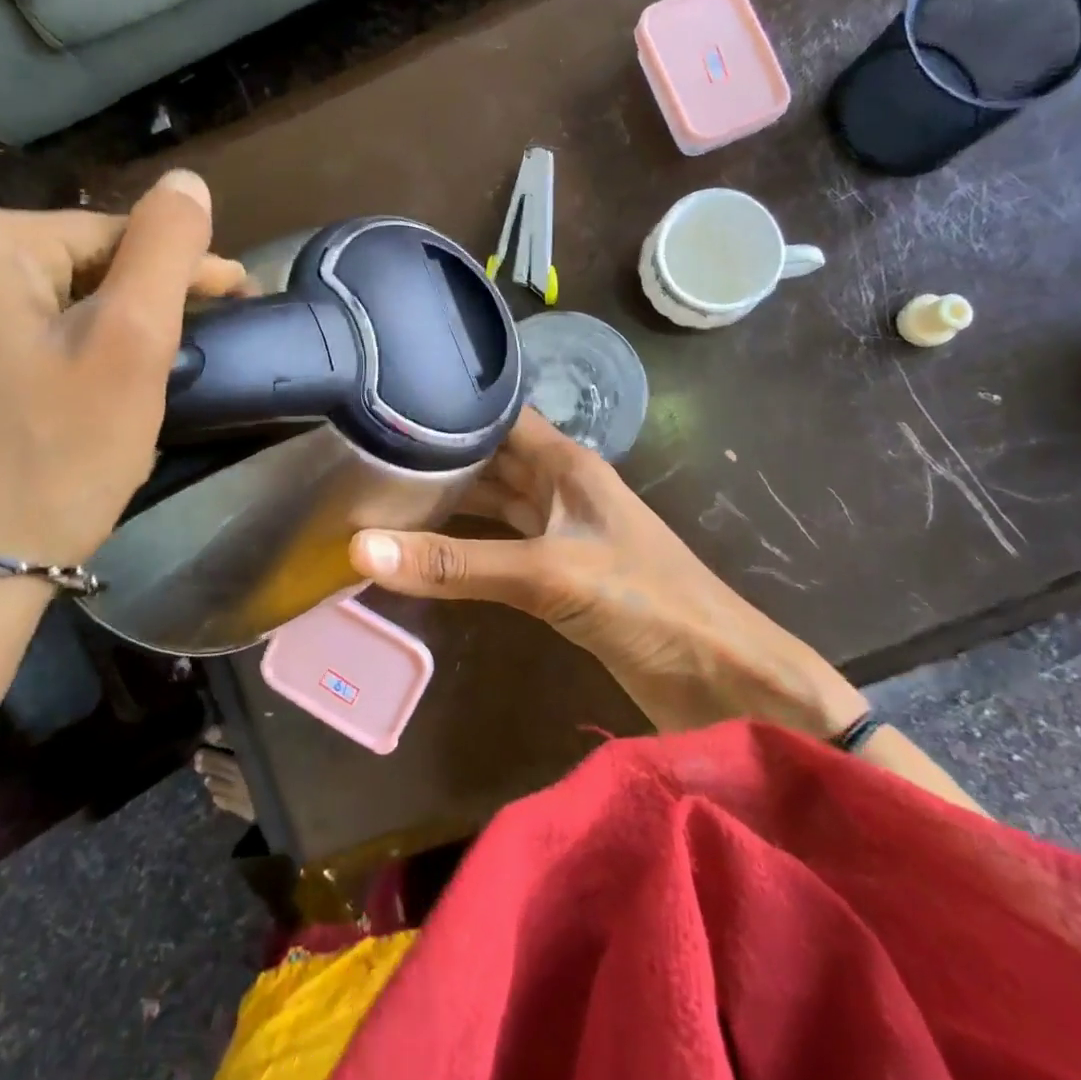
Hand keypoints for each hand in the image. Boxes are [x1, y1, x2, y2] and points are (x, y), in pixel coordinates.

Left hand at [0, 173, 247, 576]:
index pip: (112, 235)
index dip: (182, 271)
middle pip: (72, 272)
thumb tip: (188, 181)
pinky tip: (70, 412)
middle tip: (188, 357)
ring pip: (38, 314)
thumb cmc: (55, 454)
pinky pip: (0, 353)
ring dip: (97, 338)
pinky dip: (48, 369)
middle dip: (136, 309)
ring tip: (141, 385)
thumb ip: (164, 249)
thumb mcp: (131, 343)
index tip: (236, 301)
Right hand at [348, 411, 867, 736]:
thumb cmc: (644, 603)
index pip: (499, 413)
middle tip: (365, 451)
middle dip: (437, 454)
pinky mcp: (560, 572)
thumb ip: (455, 565)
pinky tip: (426, 546)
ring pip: (493, 501)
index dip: (450, 403)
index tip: (388, 400)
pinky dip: (465, 542)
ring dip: (449, 499)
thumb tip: (360, 550)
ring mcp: (561, 529)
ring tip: (382, 493)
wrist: (720, 679)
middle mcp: (560, 486)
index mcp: (565, 463)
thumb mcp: (545, 575)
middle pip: (489, 457)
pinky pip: (500, 543)